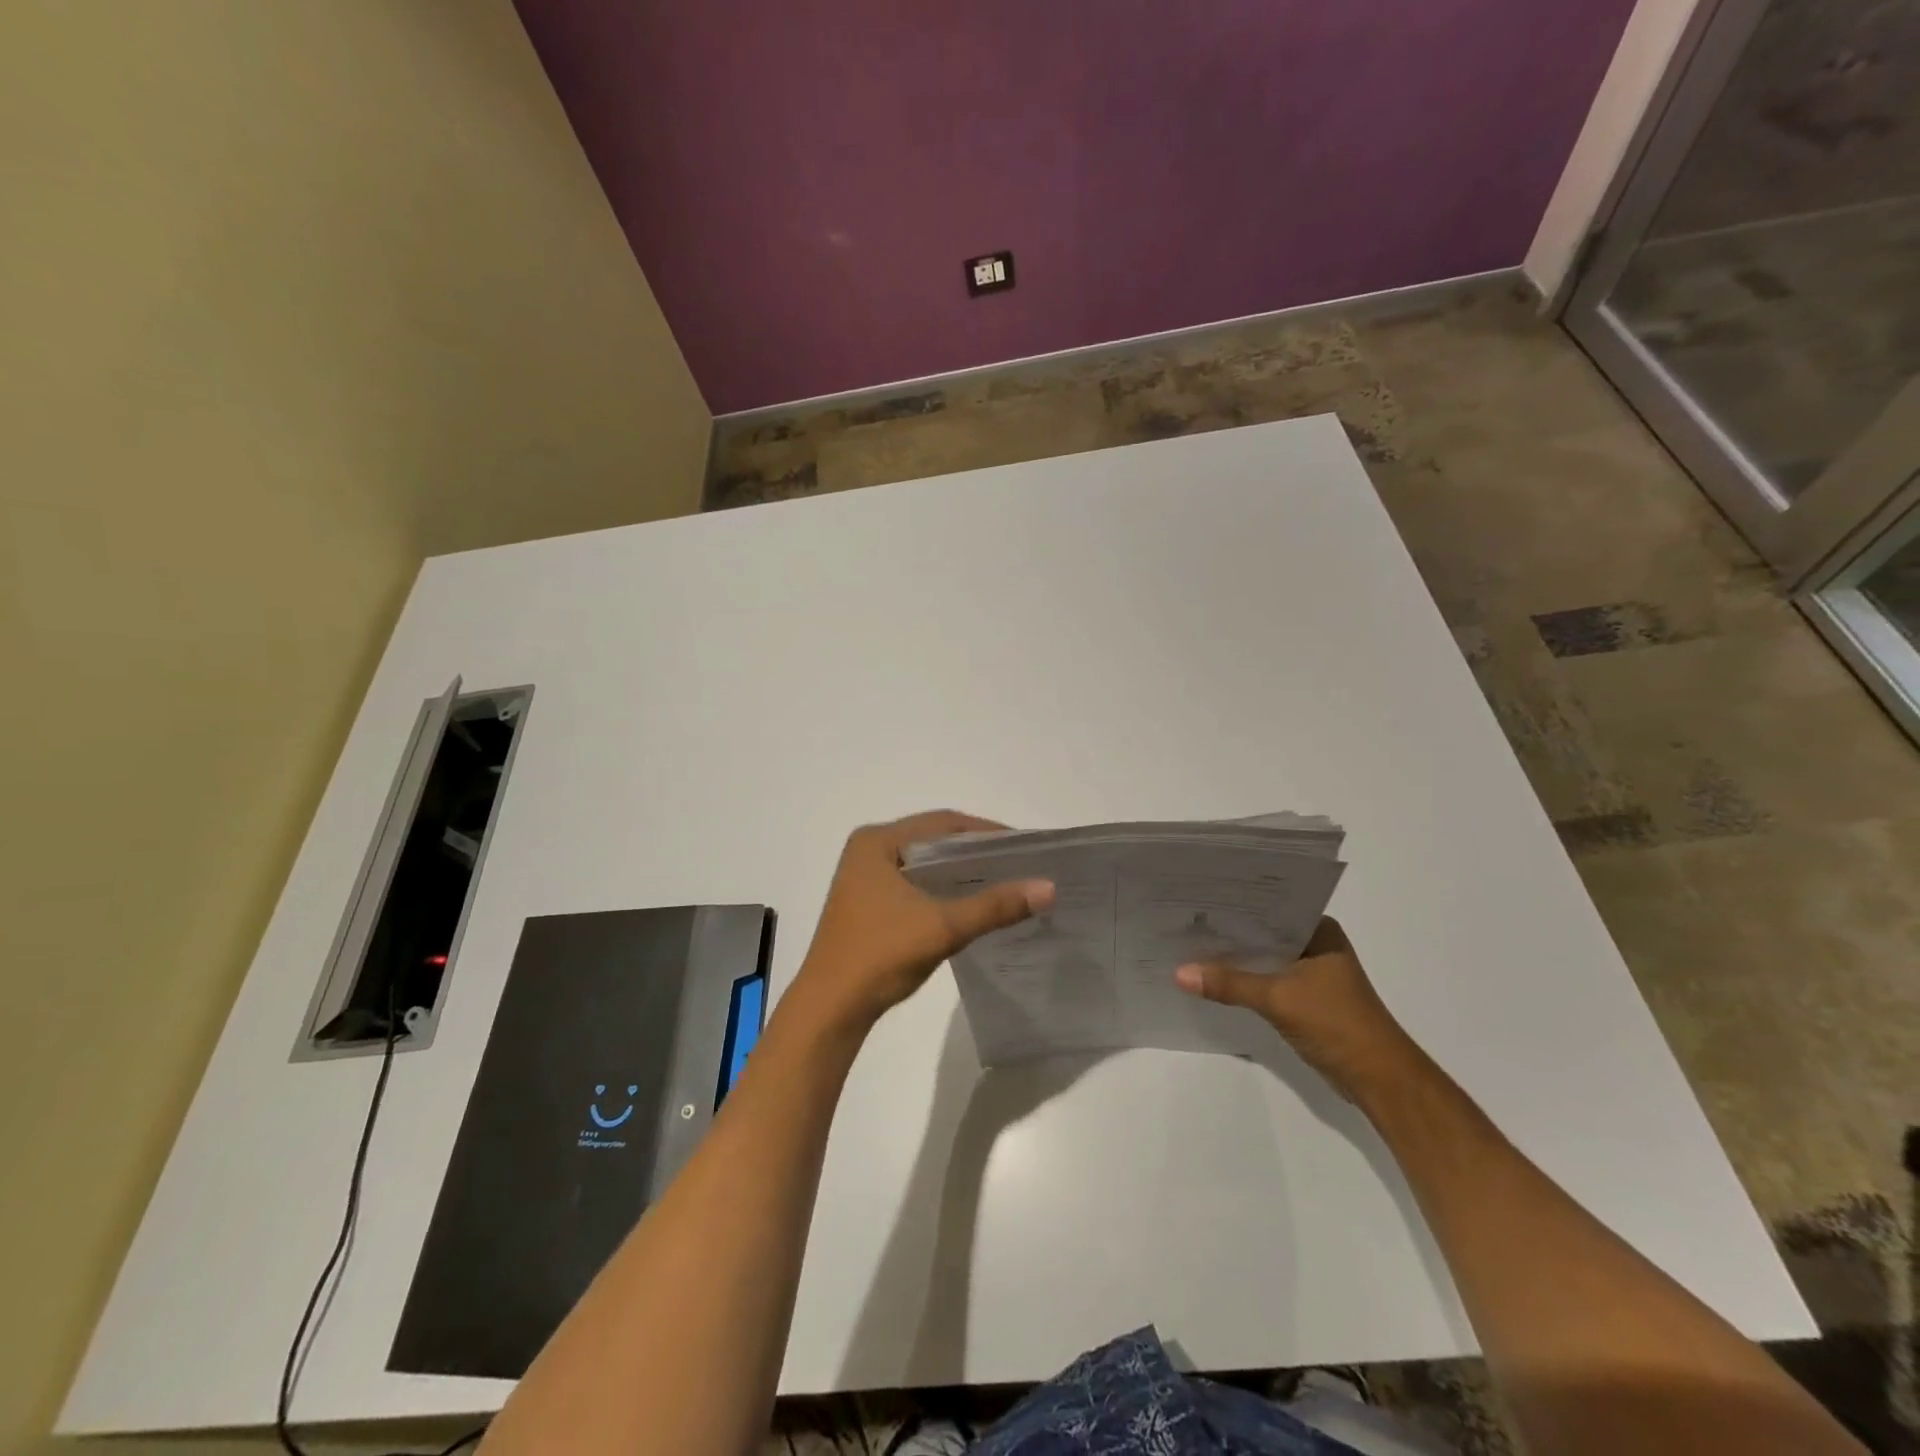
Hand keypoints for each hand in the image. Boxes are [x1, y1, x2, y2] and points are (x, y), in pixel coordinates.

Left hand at [786, 811, 1054, 1037]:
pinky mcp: (867, 903)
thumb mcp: (943, 926)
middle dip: (977, 852)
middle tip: (1021, 864)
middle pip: (934, 840)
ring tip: (1005, 882)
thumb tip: (1049, 887)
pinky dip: (943, 890)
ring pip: (925, 864)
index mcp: (877, 841)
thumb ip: (995, 905)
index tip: (1025, 846)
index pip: (943, 822)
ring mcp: (865, 878)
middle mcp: (868, 850)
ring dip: (961, 873)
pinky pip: (915, 884)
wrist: (830, 1010)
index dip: (987, 831)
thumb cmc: (881, 955)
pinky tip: (972, 904)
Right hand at [1174, 918, 1422, 1103]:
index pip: (1269, 908)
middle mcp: (1316, 944)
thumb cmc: (1337, 1024)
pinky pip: (1266, 980)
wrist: (1379, 1079)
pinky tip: (1213, 979)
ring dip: (1235, 959)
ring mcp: (1311, 973)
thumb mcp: (1277, 999)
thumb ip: (1229, 984)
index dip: (1233, 905)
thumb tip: (1178, 973)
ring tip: (1189, 947)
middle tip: (1183, 921)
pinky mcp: (1304, 998)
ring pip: (1263, 958)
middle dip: (1228, 933)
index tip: (1195, 900)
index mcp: (1319, 930)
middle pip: (1262, 933)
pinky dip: (1244, 981)